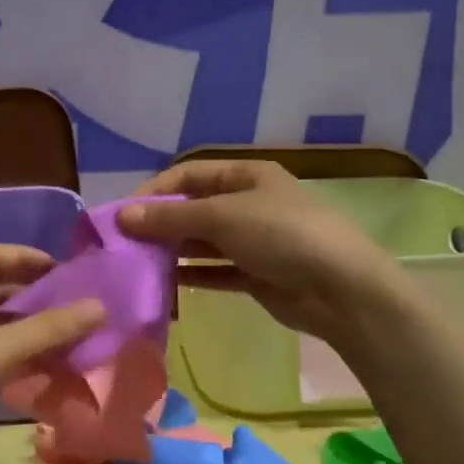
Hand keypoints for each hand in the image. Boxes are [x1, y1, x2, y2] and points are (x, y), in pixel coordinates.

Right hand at [117, 160, 405, 346]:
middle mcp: (249, 204)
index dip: (155, 191)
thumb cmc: (281, 235)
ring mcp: (254, 241)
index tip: (123, 214)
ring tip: (138, 266)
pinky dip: (193, 276)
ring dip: (173, 252)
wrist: (341, 289)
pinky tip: (166, 285)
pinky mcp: (257, 275)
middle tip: (125, 245)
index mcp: (246, 176)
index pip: (189, 175)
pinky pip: (216, 271)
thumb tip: (122, 216)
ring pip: (203, 242)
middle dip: (160, 224)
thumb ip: (170, 218)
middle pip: (194, 209)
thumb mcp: (222, 217)